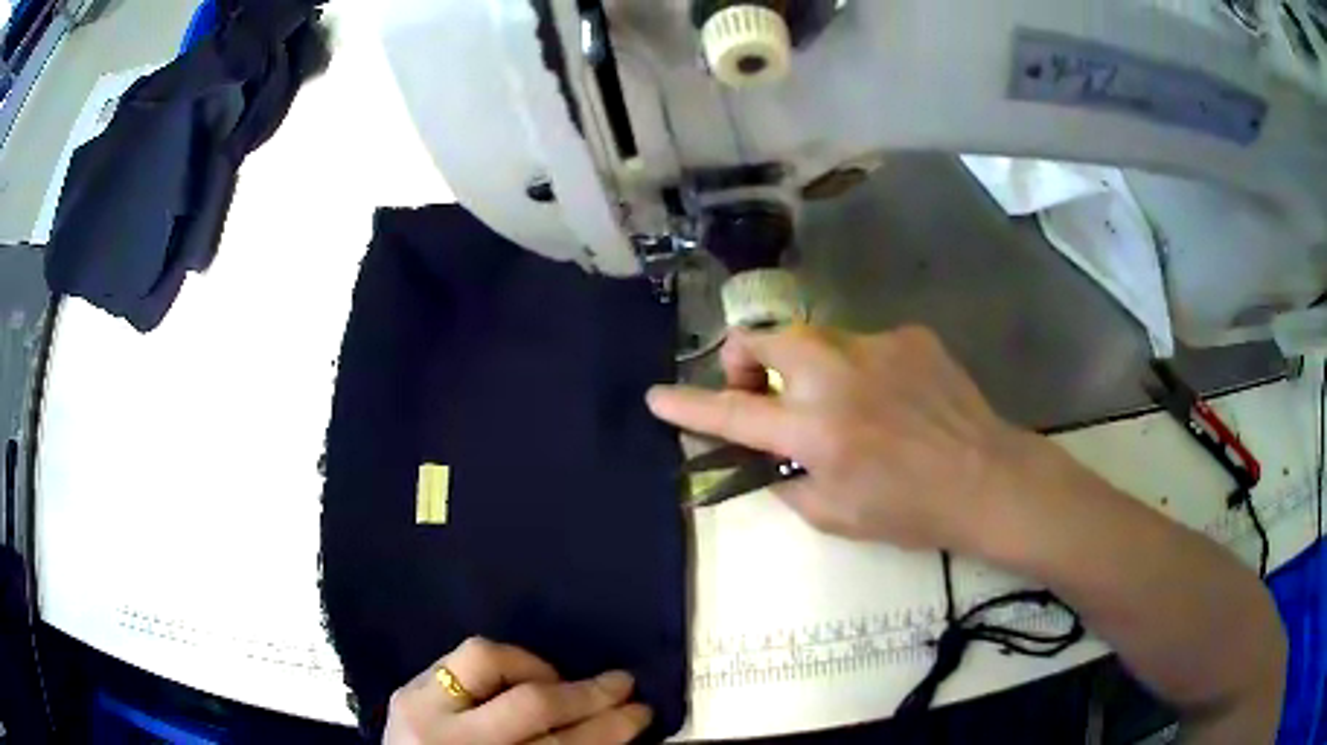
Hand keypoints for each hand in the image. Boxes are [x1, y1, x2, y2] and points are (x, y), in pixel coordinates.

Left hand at [384, 637, 651, 744]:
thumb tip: (608, 725)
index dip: (608, 729)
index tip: (642, 714)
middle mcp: (450, 741)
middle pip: (529, 704)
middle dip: (586, 693)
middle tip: (623, 685)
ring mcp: (419, 710)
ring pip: (483, 659)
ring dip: (533, 667)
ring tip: (560, 682)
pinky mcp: (404, 692)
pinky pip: (458, 659)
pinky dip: (497, 665)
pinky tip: (518, 679)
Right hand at [648, 325, 1039, 550]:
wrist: (988, 478)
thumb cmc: (911, 511)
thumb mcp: (835, 516)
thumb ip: (788, 480)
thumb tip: (768, 456)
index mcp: (817, 428)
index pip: (733, 412)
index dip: (689, 405)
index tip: (657, 395)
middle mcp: (837, 374)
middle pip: (763, 339)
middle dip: (746, 359)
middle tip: (764, 392)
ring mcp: (876, 345)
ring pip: (814, 338)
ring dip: (808, 367)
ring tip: (845, 404)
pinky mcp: (908, 335)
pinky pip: (864, 345)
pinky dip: (861, 369)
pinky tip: (893, 399)